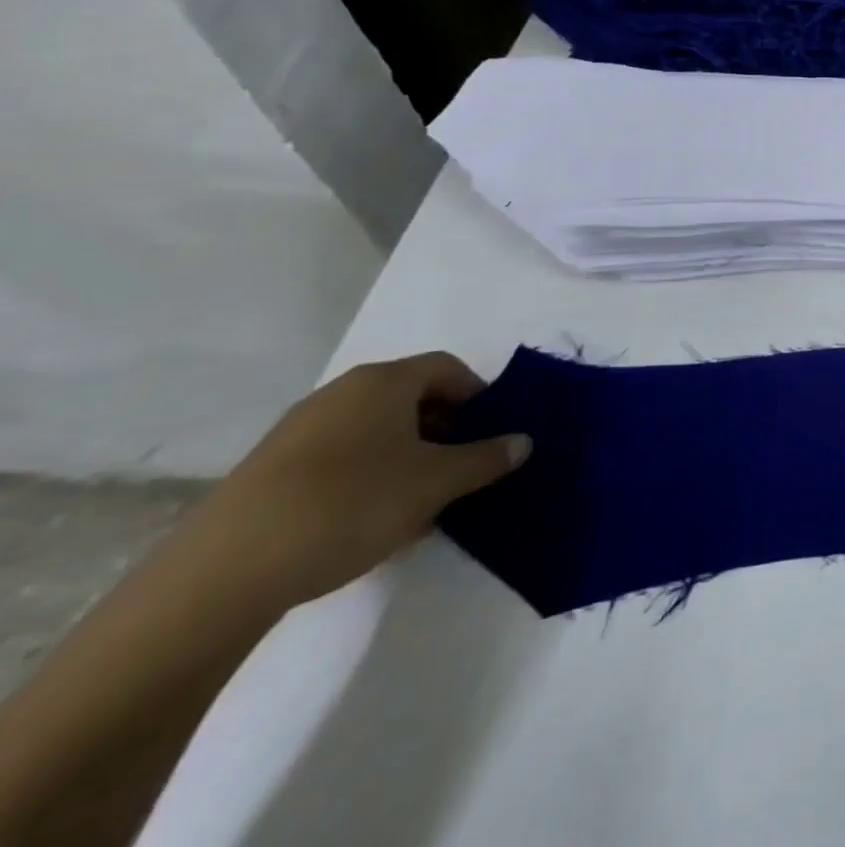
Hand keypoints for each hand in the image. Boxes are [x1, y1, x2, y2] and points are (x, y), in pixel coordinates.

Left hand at [175, 353, 528, 613]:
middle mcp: (340, 393)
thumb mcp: (437, 483)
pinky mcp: (268, 472)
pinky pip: (339, 459)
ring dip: (408, 457)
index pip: (448, 368)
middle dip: (445, 430)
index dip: (479, 395)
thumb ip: (487, 458)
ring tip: (421, 502)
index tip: (492, 434)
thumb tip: (523, 441)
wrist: (221, 575)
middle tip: (463, 470)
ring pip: (375, 431)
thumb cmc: (350, 505)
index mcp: (383, 381)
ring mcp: (298, 431)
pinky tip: (370, 522)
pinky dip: (367, 477)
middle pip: (411, 398)